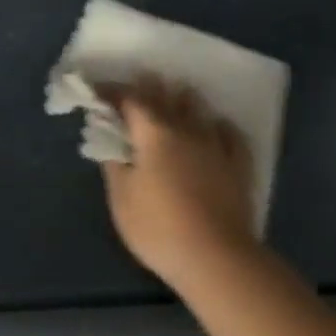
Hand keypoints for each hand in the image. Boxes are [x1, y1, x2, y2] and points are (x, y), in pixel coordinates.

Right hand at [101, 75, 261, 294]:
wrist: (215, 257)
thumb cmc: (158, 227)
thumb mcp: (121, 197)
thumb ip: (114, 162)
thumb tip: (109, 138)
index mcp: (153, 133)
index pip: (130, 100)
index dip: (113, 91)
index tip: (98, 91)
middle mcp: (186, 130)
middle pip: (166, 97)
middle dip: (149, 86)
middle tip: (140, 78)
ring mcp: (216, 146)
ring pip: (199, 109)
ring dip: (183, 99)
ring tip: (176, 95)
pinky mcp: (238, 165)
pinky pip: (229, 134)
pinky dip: (217, 125)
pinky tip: (215, 126)